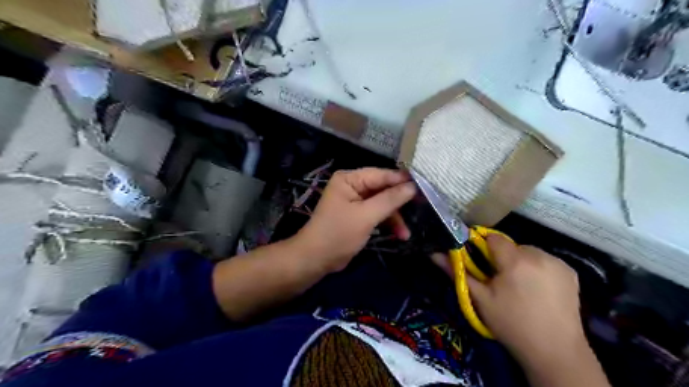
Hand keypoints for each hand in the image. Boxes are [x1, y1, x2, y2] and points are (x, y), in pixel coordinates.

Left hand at [294, 168, 413, 272]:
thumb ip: (390, 199)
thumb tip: (413, 186)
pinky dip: (388, 223)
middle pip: (383, 188)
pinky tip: (399, 235)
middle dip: (400, 202)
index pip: (381, 174)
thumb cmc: (338, 234)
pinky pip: (378, 213)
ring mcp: (355, 200)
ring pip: (383, 203)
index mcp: (350, 179)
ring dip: (395, 217)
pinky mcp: (358, 215)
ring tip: (406, 233)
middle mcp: (353, 185)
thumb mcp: (366, 216)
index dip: (402, 180)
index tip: (425, 186)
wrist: (316, 259)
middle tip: (422, 208)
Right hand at [432, 236, 582, 362]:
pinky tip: (538, 288)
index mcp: (515, 260)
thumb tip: (434, 253)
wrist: (555, 352)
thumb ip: (458, 272)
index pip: (493, 238)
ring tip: (520, 286)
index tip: (480, 263)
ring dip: (520, 262)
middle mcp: (539, 255)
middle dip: (502, 257)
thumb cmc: (511, 324)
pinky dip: (538, 268)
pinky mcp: (571, 272)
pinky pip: (545, 260)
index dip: (483, 247)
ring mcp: (558, 263)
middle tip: (499, 280)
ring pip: (528, 252)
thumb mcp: (480, 299)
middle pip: (511, 245)